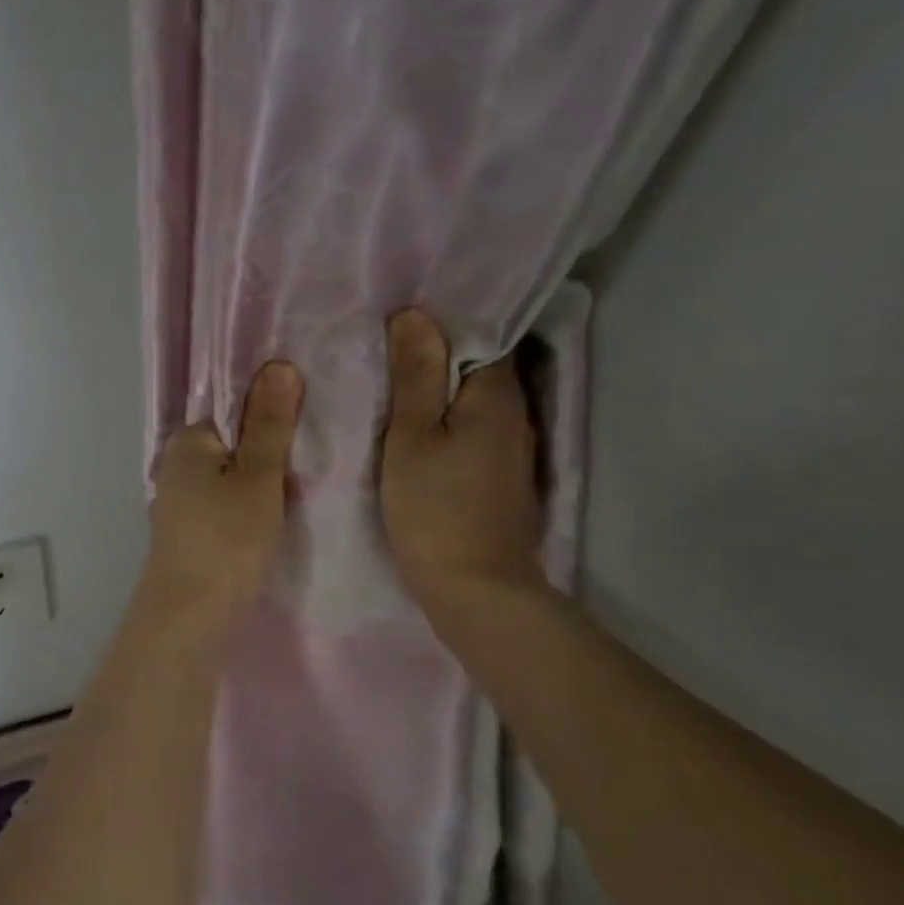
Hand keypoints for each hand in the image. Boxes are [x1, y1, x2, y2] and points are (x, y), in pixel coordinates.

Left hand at [142, 360, 303, 619]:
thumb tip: (279, 365)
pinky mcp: (190, 533)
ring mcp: (180, 502)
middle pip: (236, 443)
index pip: (235, 408)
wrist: (189, 620)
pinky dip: (250, 509)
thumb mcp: (258, 478)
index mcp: (187, 441)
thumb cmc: (227, 541)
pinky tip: (273, 525)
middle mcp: (176, 465)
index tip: (308, 435)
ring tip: (299, 498)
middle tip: (308, 473)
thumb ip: (269, 425)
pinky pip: (227, 505)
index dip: (275, 418)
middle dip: (272, 455)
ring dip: (265, 485)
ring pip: (233, 478)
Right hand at [380, 309, 544, 600]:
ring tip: (397, 385)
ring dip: (443, 392)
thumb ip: (415, 377)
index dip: (443, 324)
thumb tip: (415, 314)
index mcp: (497, 396)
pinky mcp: (503, 480)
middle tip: (388, 349)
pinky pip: (475, 433)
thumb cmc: (435, 509)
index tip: (401, 321)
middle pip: (480, 369)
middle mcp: (516, 416)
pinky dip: (450, 424)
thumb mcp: (411, 438)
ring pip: (476, 404)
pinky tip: (420, 432)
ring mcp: (513, 451)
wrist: (476, 590)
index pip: (482, 335)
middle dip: (440, 356)